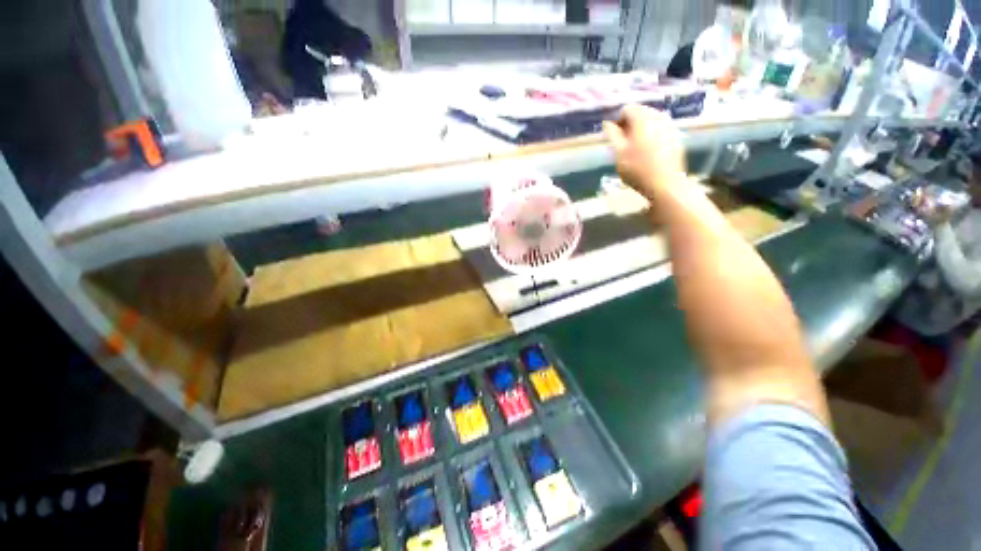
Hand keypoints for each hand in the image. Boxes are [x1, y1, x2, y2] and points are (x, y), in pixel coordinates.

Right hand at [603, 105, 686, 200]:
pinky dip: (652, 136)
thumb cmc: (637, 169)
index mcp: (643, 118)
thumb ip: (612, 135)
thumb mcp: (619, 153)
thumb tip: (608, 123)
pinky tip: (648, 153)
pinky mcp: (676, 137)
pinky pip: (660, 130)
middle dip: (630, 125)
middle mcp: (658, 116)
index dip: (617, 122)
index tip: (614, 138)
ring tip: (634, 149)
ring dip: (640, 131)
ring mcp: (670, 126)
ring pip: (651, 121)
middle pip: (640, 113)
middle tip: (623, 144)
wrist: (665, 183)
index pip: (626, 109)